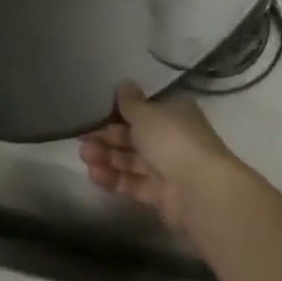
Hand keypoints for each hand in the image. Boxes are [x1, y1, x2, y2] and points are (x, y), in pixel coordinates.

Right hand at [79, 81, 236, 234]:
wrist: (199, 190)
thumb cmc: (172, 140)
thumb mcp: (146, 113)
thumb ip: (130, 102)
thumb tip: (124, 85)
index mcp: (174, 112)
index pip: (143, 109)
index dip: (118, 111)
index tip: (94, 113)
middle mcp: (172, 137)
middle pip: (134, 136)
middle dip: (107, 136)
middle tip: (82, 138)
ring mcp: (167, 167)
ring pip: (132, 160)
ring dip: (107, 157)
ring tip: (84, 157)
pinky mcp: (161, 194)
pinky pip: (134, 183)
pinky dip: (114, 179)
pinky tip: (94, 175)